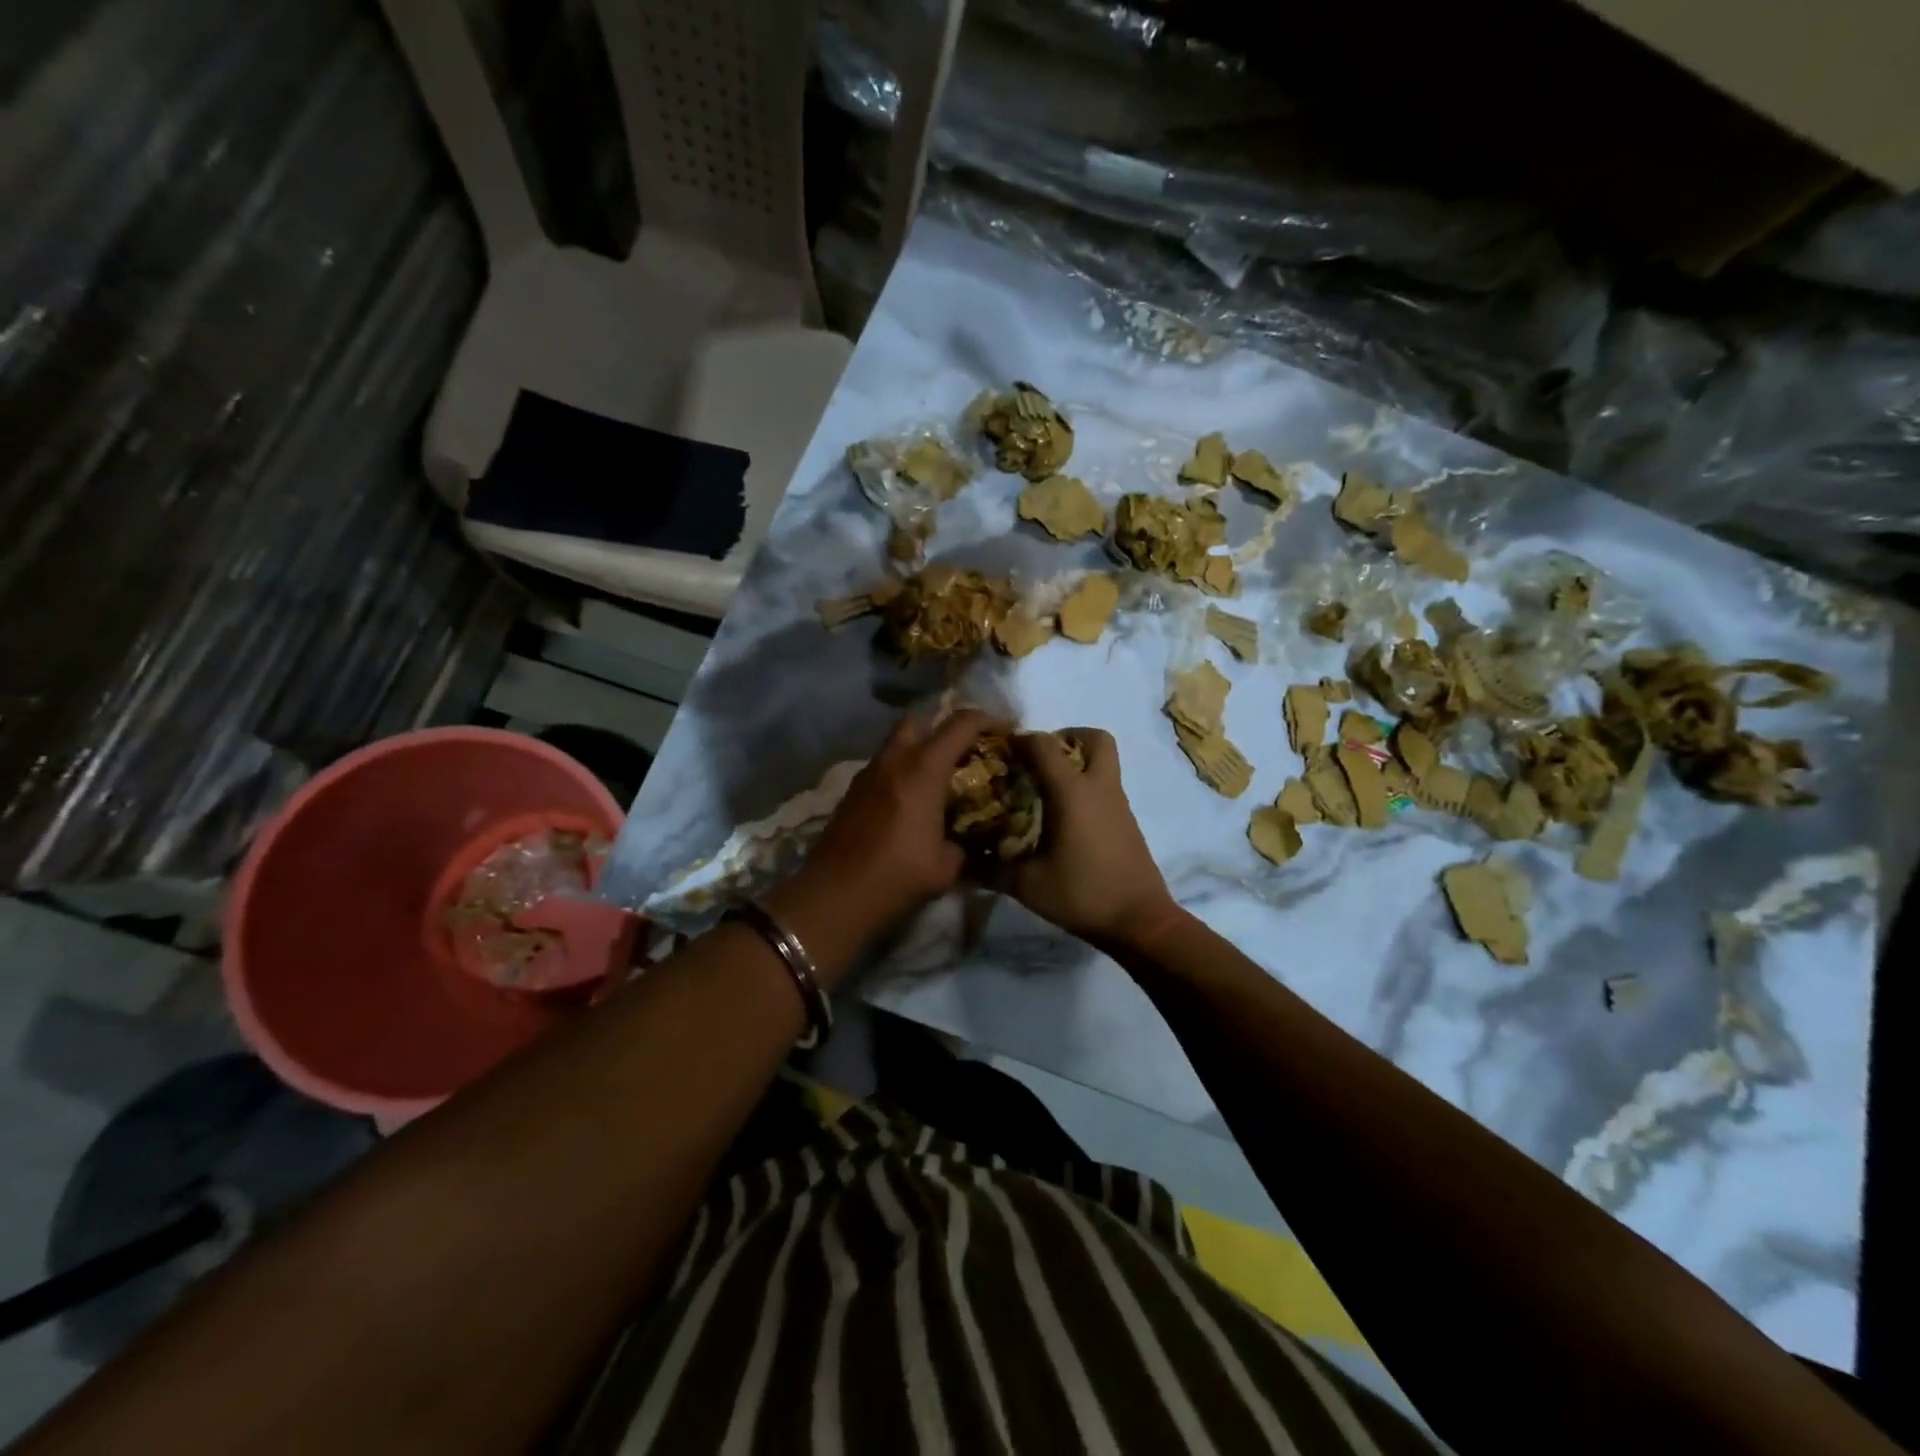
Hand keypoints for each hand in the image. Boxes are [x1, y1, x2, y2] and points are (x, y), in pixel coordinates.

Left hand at [796, 708, 1004, 933]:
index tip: (1004, 729)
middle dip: (944, 727)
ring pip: (897, 743)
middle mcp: (894, 760)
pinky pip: (883, 767)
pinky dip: (900, 772)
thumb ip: (964, 844)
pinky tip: (910, 801)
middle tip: (963, 751)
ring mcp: (868, 773)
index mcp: (923, 768)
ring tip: (938, 778)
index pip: (961, 724)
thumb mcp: (947, 866)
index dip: (987, 720)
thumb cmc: (898, 875)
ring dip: (919, 750)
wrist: (837, 894)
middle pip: (921, 720)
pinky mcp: (853, 791)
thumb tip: (968, 841)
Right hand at [997, 729, 1183, 949]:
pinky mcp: (1127, 821)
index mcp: (1073, 792)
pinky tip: (1063, 818)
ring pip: (1103, 762)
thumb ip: (992, 869)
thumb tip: (961, 863)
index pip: (1044, 745)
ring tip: (1045, 790)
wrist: (1139, 921)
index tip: (1001, 752)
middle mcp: (1099, 787)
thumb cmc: (1082, 894)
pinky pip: (1106, 786)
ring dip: (1077, 763)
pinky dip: (1086, 787)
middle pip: (1094, 738)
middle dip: (1067, 737)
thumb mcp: (1028, 885)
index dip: (1020, 740)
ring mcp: (1118, 803)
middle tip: (1041, 759)